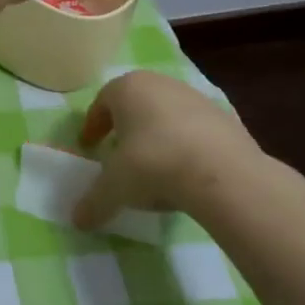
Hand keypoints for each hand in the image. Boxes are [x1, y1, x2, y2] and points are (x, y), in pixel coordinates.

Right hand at [73, 71, 262, 228]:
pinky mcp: (225, 117)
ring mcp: (196, 98)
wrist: (223, 173)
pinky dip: (186, 145)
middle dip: (126, 126)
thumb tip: (78, 221)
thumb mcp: (115, 188)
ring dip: (157, 134)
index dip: (94, 125)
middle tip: (120, 152)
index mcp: (127, 88)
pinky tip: (186, 171)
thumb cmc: (153, 165)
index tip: (90, 146)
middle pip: (136, 103)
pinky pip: (195, 129)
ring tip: (155, 166)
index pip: (102, 102)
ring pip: (167, 113)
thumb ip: (94, 201)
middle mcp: (161, 84)